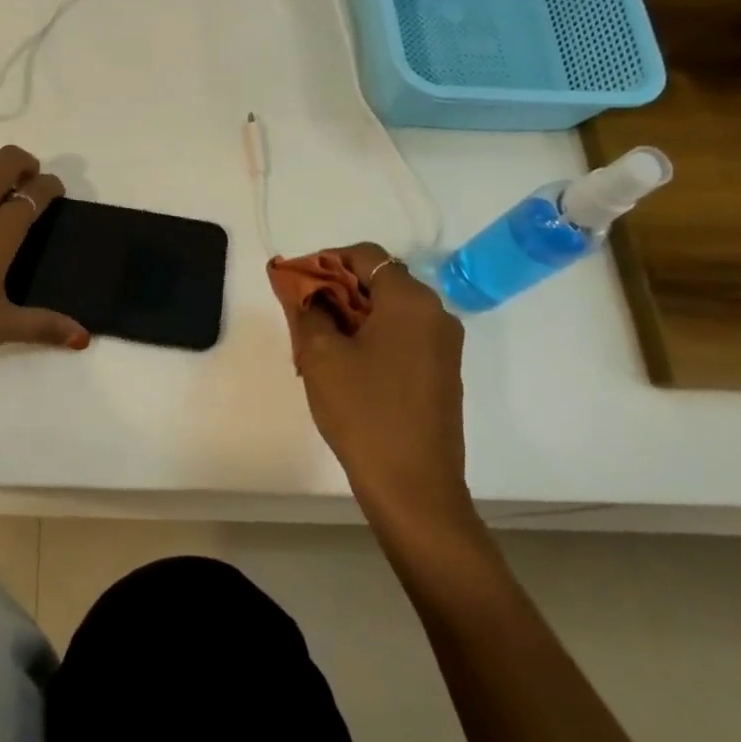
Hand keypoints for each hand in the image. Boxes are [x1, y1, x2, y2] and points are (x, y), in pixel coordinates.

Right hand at [271, 243, 473, 538]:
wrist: (412, 485)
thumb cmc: (363, 411)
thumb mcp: (321, 356)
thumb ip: (308, 310)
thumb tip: (302, 288)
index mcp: (410, 301)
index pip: (366, 256)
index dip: (325, 261)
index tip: (296, 284)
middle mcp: (436, 314)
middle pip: (380, 281)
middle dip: (336, 290)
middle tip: (302, 315)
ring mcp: (444, 346)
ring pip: (390, 311)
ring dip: (352, 316)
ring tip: (317, 344)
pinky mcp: (441, 373)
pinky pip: (402, 337)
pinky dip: (372, 338)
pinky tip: (345, 366)